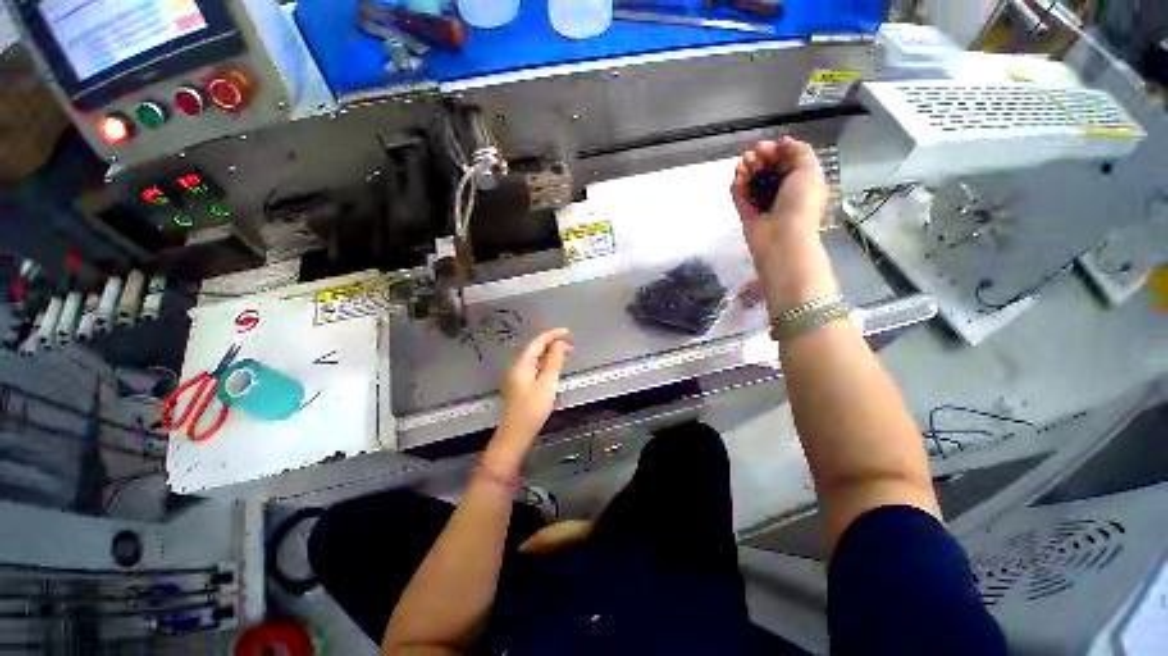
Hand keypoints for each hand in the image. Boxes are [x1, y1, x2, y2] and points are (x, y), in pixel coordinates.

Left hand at [491, 329, 572, 463]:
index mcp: (522, 364)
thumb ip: (553, 362)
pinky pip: (536, 367)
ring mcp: (519, 376)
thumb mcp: (547, 383)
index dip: (553, 334)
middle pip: (536, 348)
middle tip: (571, 343)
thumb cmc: (532, 409)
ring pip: (537, 358)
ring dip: (551, 353)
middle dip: (553, 343)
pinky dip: (547, 363)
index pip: (538, 342)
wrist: (516, 434)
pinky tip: (556, 367)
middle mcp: (518, 366)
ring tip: (567, 352)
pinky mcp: (522, 385)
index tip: (568, 332)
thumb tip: (560, 344)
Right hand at [731, 137, 828, 269]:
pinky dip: (737, 187)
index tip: (766, 146)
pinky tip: (736, 178)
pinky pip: (740, 197)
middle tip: (751, 155)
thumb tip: (784, 141)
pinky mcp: (747, 215)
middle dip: (759, 159)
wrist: (782, 239)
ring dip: (746, 170)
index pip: (786, 162)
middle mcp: (782, 192)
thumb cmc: (800, 204)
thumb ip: (799, 151)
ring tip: (741, 164)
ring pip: (752, 183)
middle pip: (768, 170)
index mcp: (801, 182)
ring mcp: (763, 205)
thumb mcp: (809, 171)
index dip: (776, 151)